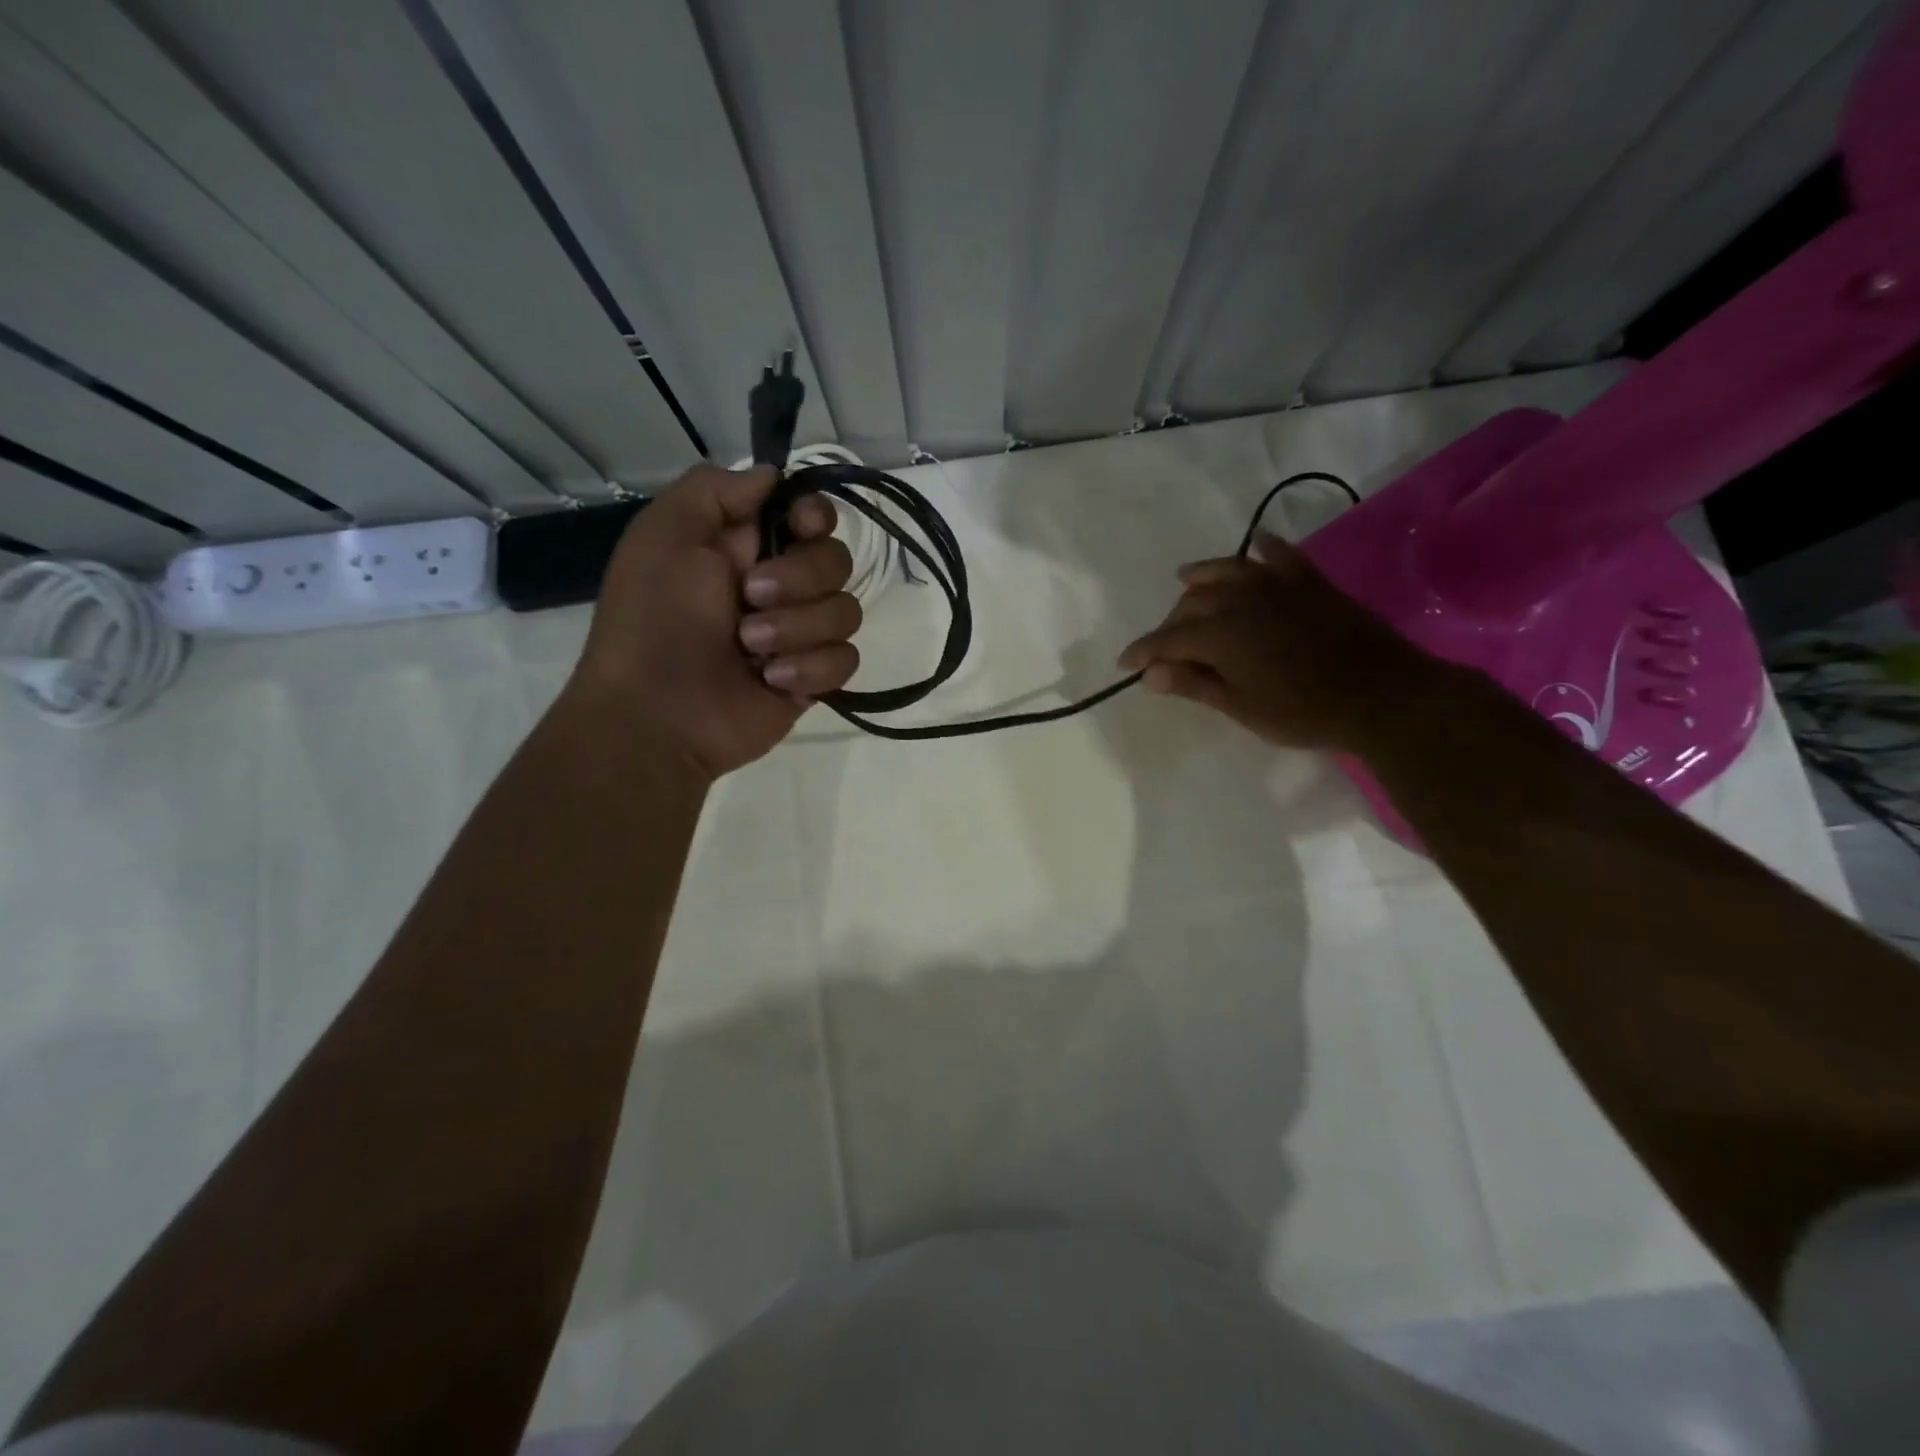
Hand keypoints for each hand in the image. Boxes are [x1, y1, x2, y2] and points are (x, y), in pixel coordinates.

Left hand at [571, 464, 858, 778]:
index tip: (801, 527)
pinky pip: (846, 660)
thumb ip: (716, 489)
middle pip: (837, 560)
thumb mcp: (665, 534)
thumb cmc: (654, 619)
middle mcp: (780, 585)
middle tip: (749, 598)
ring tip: (750, 649)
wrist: (656, 714)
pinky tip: (771, 681)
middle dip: (799, 578)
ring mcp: (800, 635)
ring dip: (797, 628)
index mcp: (745, 546)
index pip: (811, 515)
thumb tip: (774, 475)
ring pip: (846, 611)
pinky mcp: (813, 679)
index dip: (815, 516)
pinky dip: (810, 668)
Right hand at [1117, 531, 1445, 753]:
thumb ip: (1194, 684)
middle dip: (1171, 623)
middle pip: (1192, 603)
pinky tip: (1256, 547)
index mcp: (1221, 635)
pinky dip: (1263, 550)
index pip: (1167, 639)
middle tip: (1165, 648)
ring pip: (1227, 571)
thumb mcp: (1242, 707)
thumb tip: (1150, 674)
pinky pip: (1279, 556)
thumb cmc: (1304, 712)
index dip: (1143, 651)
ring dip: (1202, 576)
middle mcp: (1241, 600)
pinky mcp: (1309, 581)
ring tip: (1186, 580)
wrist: (1381, 695)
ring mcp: (1277, 585)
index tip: (1125, 664)